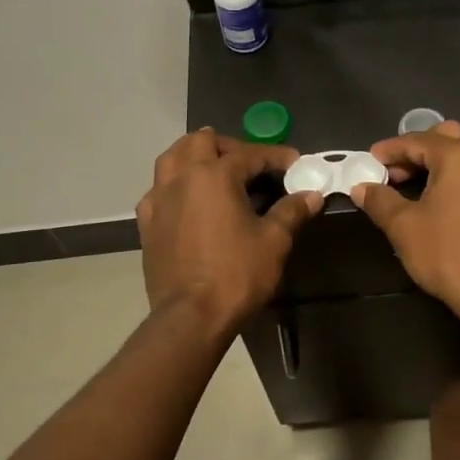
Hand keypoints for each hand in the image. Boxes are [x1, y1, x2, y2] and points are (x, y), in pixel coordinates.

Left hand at [137, 130, 323, 332]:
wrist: (191, 317)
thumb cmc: (236, 274)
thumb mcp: (274, 241)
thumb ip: (291, 211)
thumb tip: (312, 194)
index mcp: (215, 175)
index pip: (250, 154)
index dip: (276, 156)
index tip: (295, 162)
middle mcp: (182, 178)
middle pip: (202, 142)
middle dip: (230, 146)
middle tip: (252, 163)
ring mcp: (159, 199)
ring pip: (172, 158)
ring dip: (195, 155)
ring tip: (214, 167)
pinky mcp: (147, 222)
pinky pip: (158, 189)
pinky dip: (175, 184)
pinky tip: (188, 199)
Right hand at [351, 121, 459, 309]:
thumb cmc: (447, 253)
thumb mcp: (403, 226)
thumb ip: (379, 200)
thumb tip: (361, 187)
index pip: (417, 141)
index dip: (389, 150)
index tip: (370, 161)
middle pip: (449, 138)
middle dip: (419, 150)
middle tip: (397, 172)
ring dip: (444, 167)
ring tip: (421, 190)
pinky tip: (453, 211)